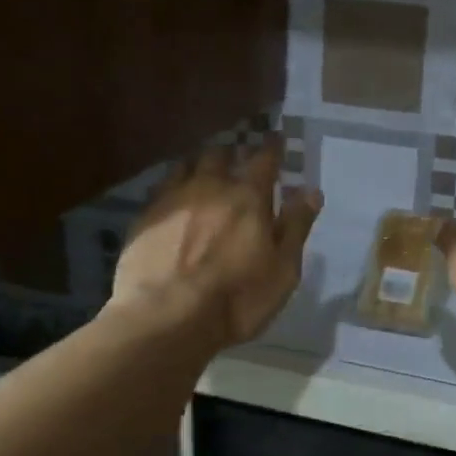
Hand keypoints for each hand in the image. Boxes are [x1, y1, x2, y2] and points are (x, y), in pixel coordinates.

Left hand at [107, 137, 321, 347]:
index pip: (264, 159)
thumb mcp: (283, 270)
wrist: (165, 317)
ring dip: (199, 164)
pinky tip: (173, 199)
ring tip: (203, 171)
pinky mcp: (144, 218)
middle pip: (220, 154)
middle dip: (232, 152)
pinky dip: (173, 186)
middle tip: (238, 158)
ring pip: (186, 165)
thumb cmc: (237, 299)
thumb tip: (311, 191)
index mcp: (249, 198)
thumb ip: (296, 227)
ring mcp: (172, 199)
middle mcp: (210, 187)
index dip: (272, 147)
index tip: (276, 138)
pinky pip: (161, 188)